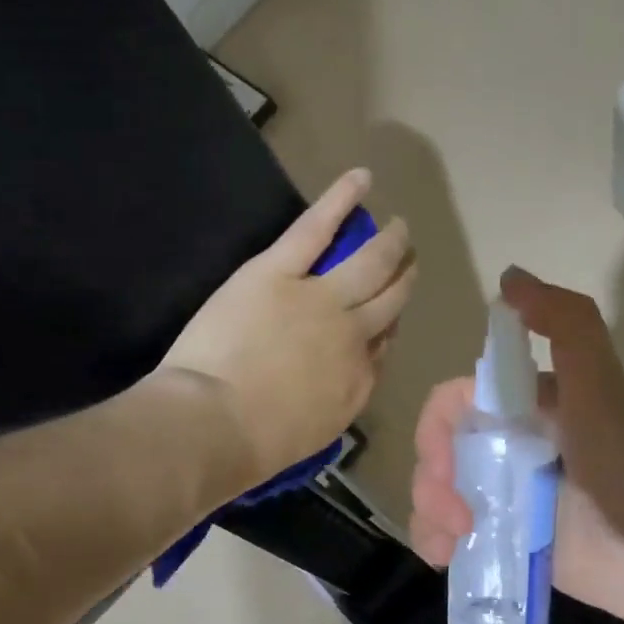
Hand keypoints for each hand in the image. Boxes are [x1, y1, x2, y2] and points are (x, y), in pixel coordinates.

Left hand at [163, 168, 415, 486]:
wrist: (215, 424)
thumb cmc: (254, 446)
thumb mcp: (314, 433)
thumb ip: (336, 400)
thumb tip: (345, 376)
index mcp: (357, 379)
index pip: (383, 344)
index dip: (387, 326)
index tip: (386, 318)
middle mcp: (353, 334)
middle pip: (390, 299)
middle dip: (403, 278)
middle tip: (409, 262)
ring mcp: (321, 298)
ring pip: (369, 262)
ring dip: (388, 242)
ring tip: (398, 227)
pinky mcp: (280, 271)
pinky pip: (317, 228)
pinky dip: (341, 199)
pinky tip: (362, 178)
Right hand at [409, 267, 623, 623]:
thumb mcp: (602, 388)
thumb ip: (567, 326)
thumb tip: (509, 276)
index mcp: (525, 406)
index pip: (454, 402)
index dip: (437, 428)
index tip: (445, 462)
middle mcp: (510, 444)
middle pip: (438, 448)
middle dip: (432, 478)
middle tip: (457, 515)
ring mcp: (505, 493)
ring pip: (436, 490)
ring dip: (429, 512)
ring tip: (454, 541)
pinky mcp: (504, 536)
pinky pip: (449, 532)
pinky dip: (436, 541)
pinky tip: (444, 557)